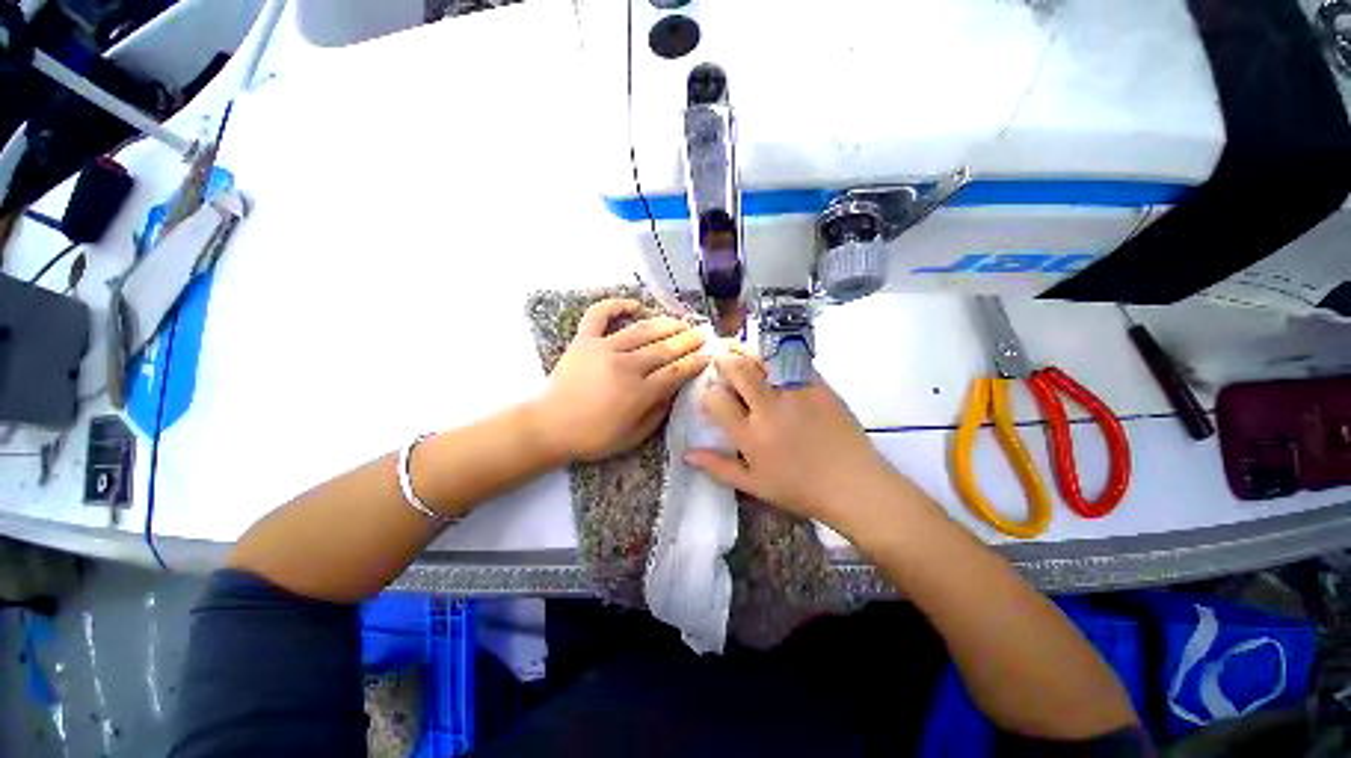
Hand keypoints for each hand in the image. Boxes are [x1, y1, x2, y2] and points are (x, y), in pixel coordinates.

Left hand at [529, 299, 709, 462]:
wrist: (549, 426)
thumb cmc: (593, 436)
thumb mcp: (633, 437)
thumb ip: (658, 413)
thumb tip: (675, 391)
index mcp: (638, 392)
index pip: (676, 372)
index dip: (695, 362)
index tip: (709, 355)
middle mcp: (625, 365)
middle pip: (664, 348)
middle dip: (688, 340)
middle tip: (703, 334)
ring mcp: (603, 348)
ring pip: (641, 329)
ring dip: (665, 323)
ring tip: (681, 321)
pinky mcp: (584, 339)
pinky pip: (600, 314)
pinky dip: (616, 304)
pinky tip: (634, 304)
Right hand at [684, 348, 895, 526]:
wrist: (855, 484)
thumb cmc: (801, 490)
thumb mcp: (754, 486)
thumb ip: (718, 467)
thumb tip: (687, 454)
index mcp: (750, 435)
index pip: (717, 400)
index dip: (708, 393)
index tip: (710, 394)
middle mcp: (769, 408)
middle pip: (738, 371)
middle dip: (724, 360)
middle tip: (719, 358)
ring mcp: (796, 392)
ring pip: (763, 359)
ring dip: (745, 350)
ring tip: (737, 348)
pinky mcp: (818, 384)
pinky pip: (792, 360)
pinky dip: (775, 353)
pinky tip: (770, 355)